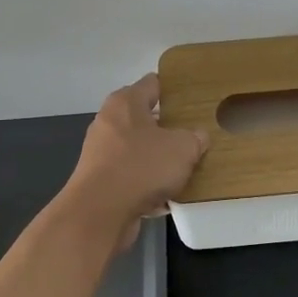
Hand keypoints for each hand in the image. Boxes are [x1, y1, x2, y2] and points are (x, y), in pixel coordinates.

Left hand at [61, 74, 207, 247]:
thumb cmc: (141, 167)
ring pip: (137, 149)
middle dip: (167, 127)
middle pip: (144, 118)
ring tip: (184, 168)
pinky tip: (165, 196)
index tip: (193, 98)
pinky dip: (146, 183)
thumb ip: (195, 138)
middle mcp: (109, 122)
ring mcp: (100, 152)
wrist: (100, 212)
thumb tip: (197, 137)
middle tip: (193, 135)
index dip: (174, 89)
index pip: (153, 83)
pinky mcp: (99, 180)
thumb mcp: (183, 148)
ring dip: (157, 158)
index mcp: (125, 102)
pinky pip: (130, 176)